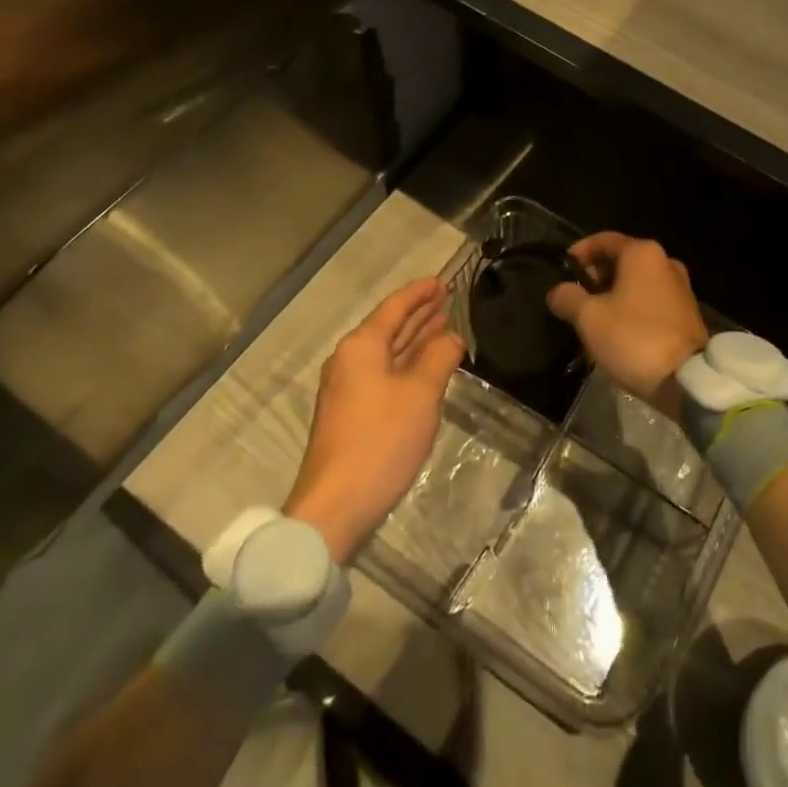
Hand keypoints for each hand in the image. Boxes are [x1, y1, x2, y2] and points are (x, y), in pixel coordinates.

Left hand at [283, 278, 463, 563]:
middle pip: (390, 327)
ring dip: (416, 338)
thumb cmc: (381, 439)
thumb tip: (451, 337)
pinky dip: (408, 363)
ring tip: (444, 323)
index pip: (395, 307)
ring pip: (388, 352)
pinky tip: (427, 365)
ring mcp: (349, 389)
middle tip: (449, 297)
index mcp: (362, 346)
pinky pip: (386, 373)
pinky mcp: (353, 414)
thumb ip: (440, 357)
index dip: (420, 292)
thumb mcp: (421, 393)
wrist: (336, 506)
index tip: (444, 280)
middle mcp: (350, 360)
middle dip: (419, 313)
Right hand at [546, 233, 707, 419]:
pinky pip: (651, 299)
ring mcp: (680, 287)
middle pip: (621, 259)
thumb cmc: (633, 337)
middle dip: (596, 275)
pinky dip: (631, 306)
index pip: (603, 240)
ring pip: (636, 281)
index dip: (579, 252)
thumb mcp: (589, 318)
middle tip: (575, 296)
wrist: (686, 379)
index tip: (562, 270)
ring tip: (592, 317)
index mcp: (642, 253)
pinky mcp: (686, 312)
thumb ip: (568, 298)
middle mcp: (665, 261)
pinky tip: (617, 329)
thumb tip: (557, 291)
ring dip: (613, 293)